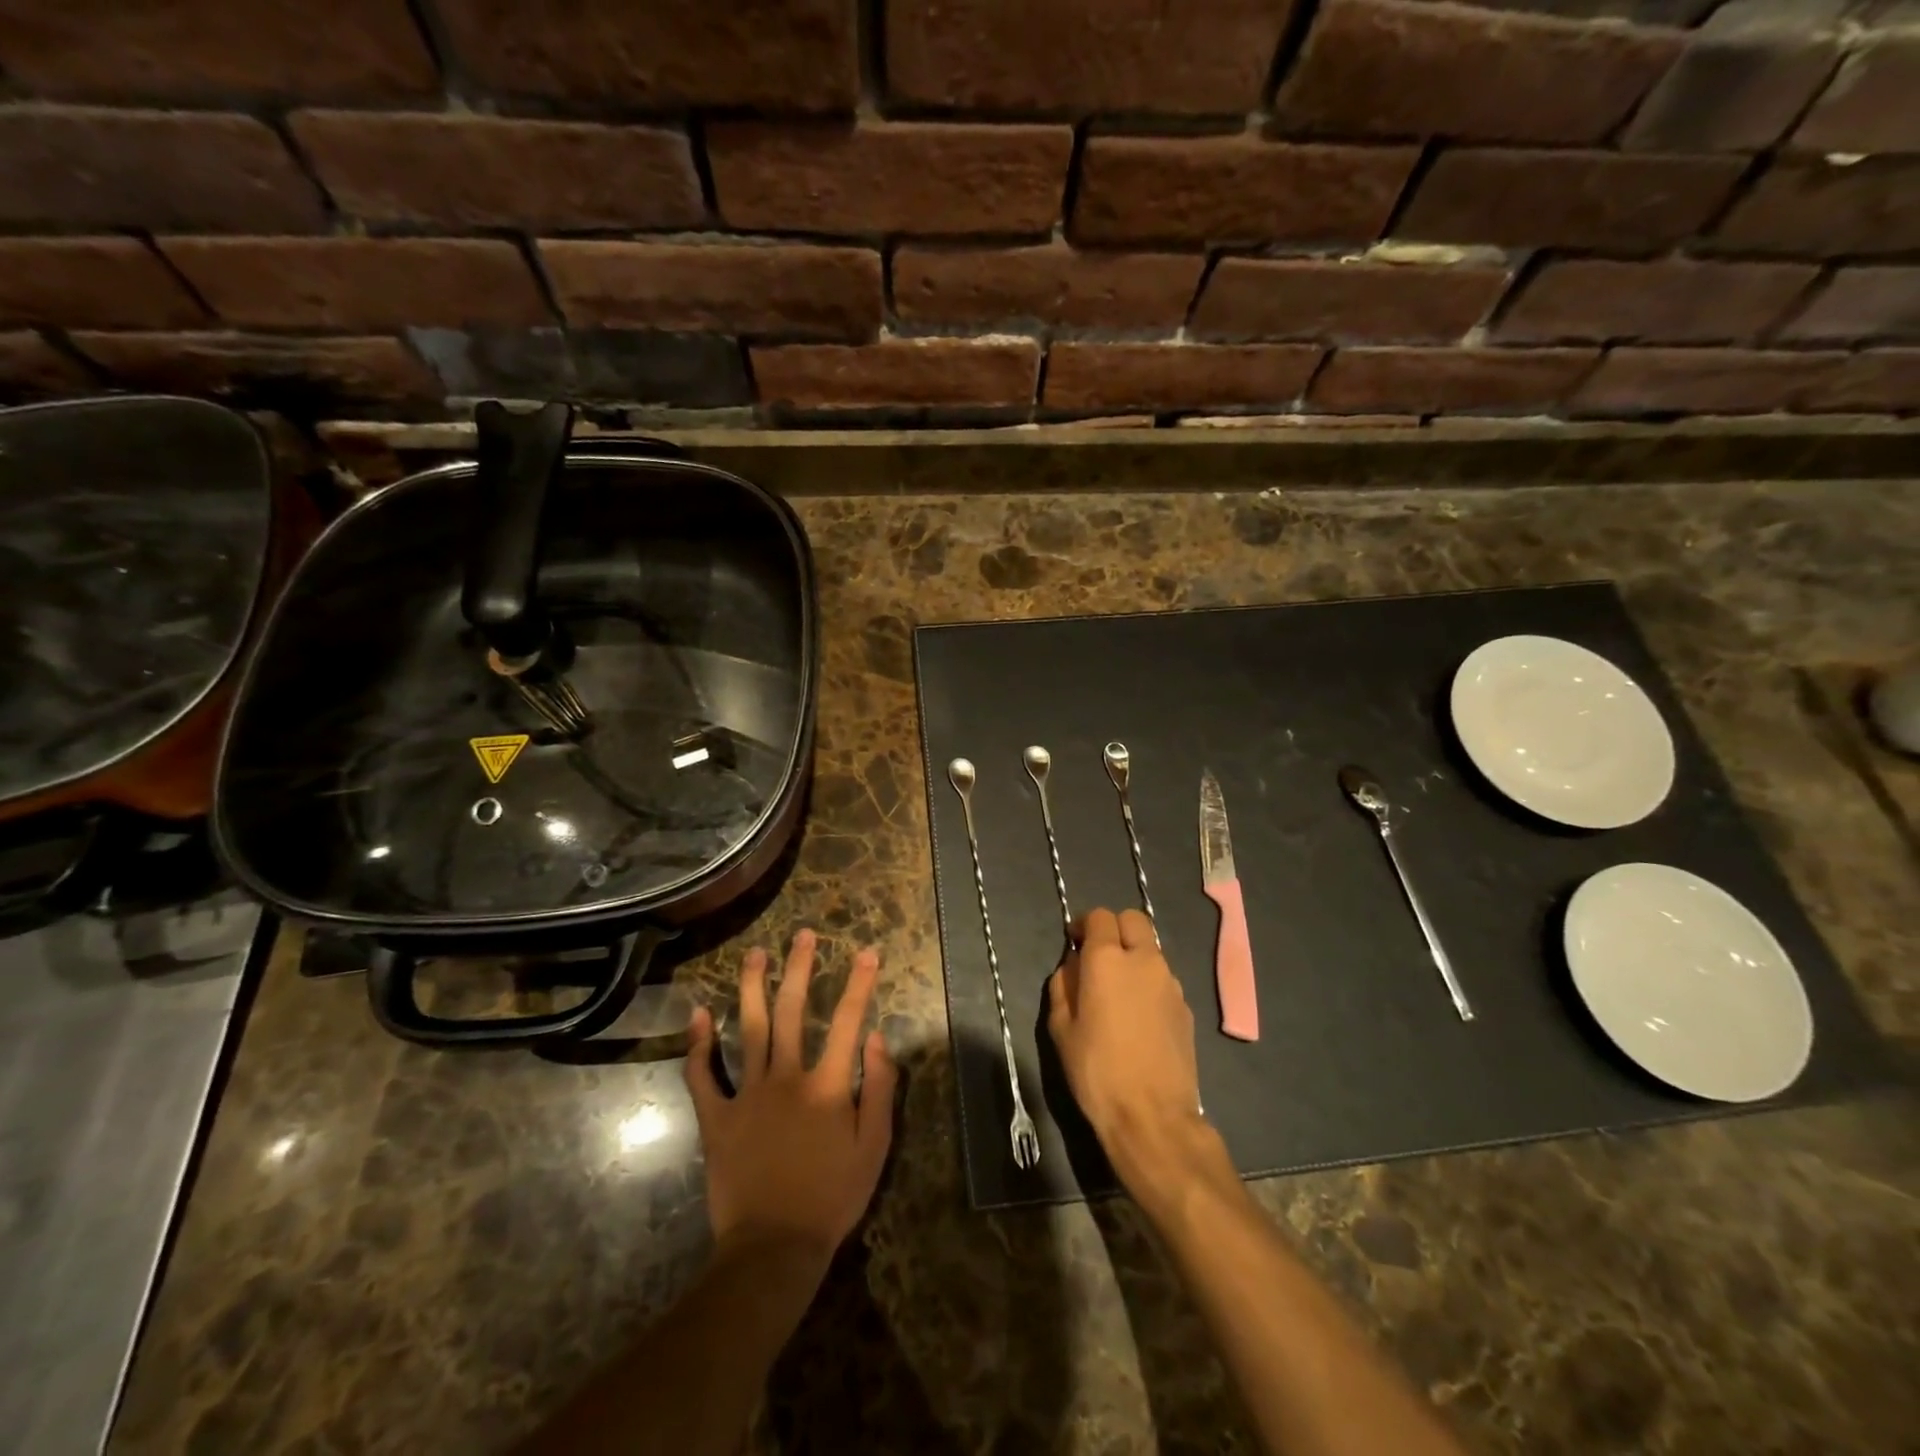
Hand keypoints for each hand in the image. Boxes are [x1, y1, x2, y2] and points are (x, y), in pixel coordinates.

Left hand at [685, 930, 896, 1264]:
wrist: (773, 1249)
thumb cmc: (832, 1198)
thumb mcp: (874, 1147)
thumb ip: (879, 1088)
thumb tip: (878, 1036)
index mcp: (827, 1085)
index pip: (847, 1021)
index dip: (860, 983)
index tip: (867, 951)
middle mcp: (786, 1078)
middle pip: (791, 1011)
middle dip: (799, 968)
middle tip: (801, 934)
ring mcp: (747, 1095)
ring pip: (748, 1029)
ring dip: (751, 987)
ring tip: (754, 954)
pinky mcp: (716, 1118)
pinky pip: (702, 1076)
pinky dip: (698, 1045)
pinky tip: (698, 1014)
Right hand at [1047, 908, 1213, 1197]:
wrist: (1152, 1116)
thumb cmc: (1096, 1070)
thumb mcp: (1061, 1028)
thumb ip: (1063, 985)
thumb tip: (1073, 966)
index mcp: (1107, 959)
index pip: (1099, 916)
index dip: (1084, 924)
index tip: (1074, 942)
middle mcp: (1144, 960)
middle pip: (1133, 920)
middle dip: (1114, 928)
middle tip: (1098, 956)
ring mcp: (1171, 983)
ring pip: (1151, 949)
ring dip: (1134, 956)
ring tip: (1118, 990)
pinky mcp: (1186, 1007)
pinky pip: (1163, 979)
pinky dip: (1148, 983)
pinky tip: (1138, 1016)